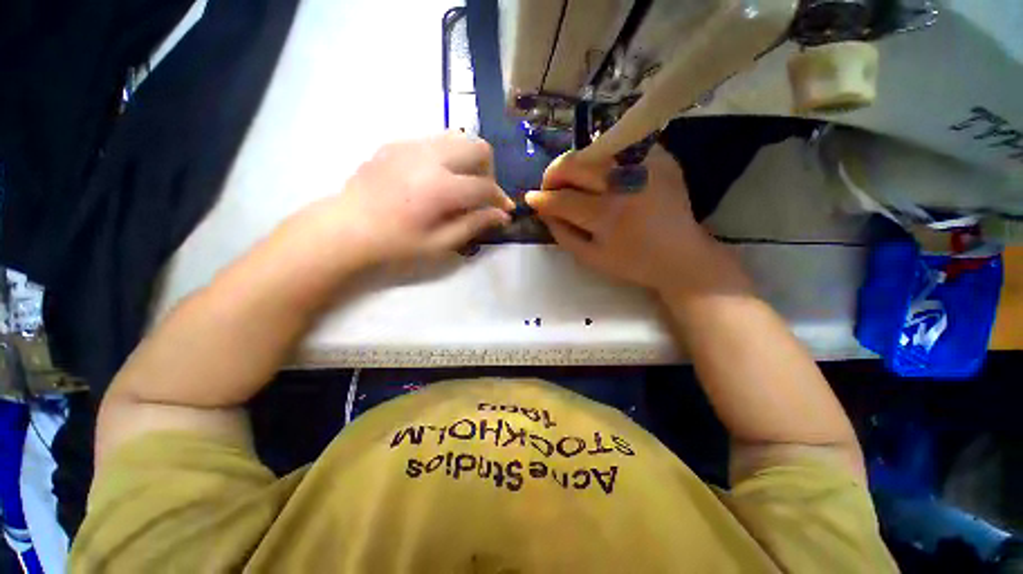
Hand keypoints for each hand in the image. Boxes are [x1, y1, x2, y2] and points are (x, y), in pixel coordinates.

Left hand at [290, 132, 513, 271]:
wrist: (345, 229)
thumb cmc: (394, 244)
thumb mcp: (440, 244)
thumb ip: (474, 225)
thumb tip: (501, 215)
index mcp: (441, 187)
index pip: (485, 186)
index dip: (500, 199)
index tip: (505, 210)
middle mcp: (429, 157)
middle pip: (477, 146)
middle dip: (489, 170)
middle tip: (482, 194)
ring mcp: (410, 145)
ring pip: (457, 137)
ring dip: (468, 160)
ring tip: (461, 184)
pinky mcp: (396, 144)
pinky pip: (434, 141)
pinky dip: (446, 157)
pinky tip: (435, 179)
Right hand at [525, 145, 749, 297]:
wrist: (682, 256)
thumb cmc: (632, 263)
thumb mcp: (590, 258)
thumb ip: (561, 232)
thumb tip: (542, 208)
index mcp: (608, 215)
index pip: (562, 199)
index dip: (542, 199)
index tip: (531, 198)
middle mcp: (626, 183)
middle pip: (576, 163)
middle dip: (554, 173)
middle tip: (550, 187)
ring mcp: (647, 165)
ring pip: (596, 148)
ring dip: (576, 163)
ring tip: (573, 180)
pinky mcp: (662, 157)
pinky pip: (622, 147)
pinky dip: (604, 158)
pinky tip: (603, 175)